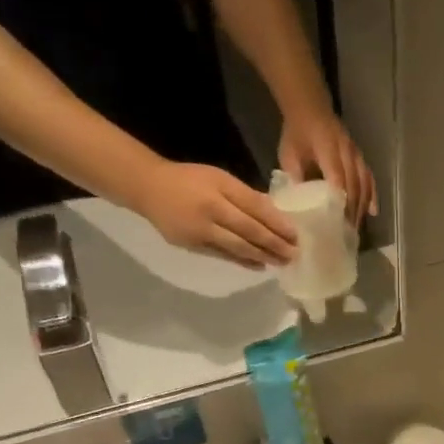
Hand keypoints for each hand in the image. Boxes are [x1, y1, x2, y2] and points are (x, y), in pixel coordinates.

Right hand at [132, 159, 296, 267]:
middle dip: (275, 244)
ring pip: (238, 247)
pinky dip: (243, 261)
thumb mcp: (219, 177)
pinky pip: (223, 255)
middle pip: (249, 231)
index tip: (295, 234)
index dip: (277, 223)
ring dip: (262, 256)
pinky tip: (259, 265)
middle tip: (294, 254)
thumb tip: (274, 212)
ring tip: (281, 262)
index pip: (255, 208)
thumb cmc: (189, 179)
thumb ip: (245, 194)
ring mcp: (200, 231)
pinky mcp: (192, 245)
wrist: (148, 188)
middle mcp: (211, 211)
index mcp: (219, 189)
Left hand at [279, 107, 376, 225]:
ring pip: (364, 183)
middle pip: (354, 184)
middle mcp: (346, 152)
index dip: (340, 199)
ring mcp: (355, 154)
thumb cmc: (297, 133)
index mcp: (328, 149)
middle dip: (353, 209)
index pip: (337, 177)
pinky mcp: (359, 157)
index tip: (338, 221)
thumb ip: (295, 176)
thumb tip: (300, 203)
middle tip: (348, 232)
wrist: (310, 108)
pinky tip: (372, 211)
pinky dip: (372, 195)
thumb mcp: (288, 154)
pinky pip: (369, 178)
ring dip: (362, 206)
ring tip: (358, 226)